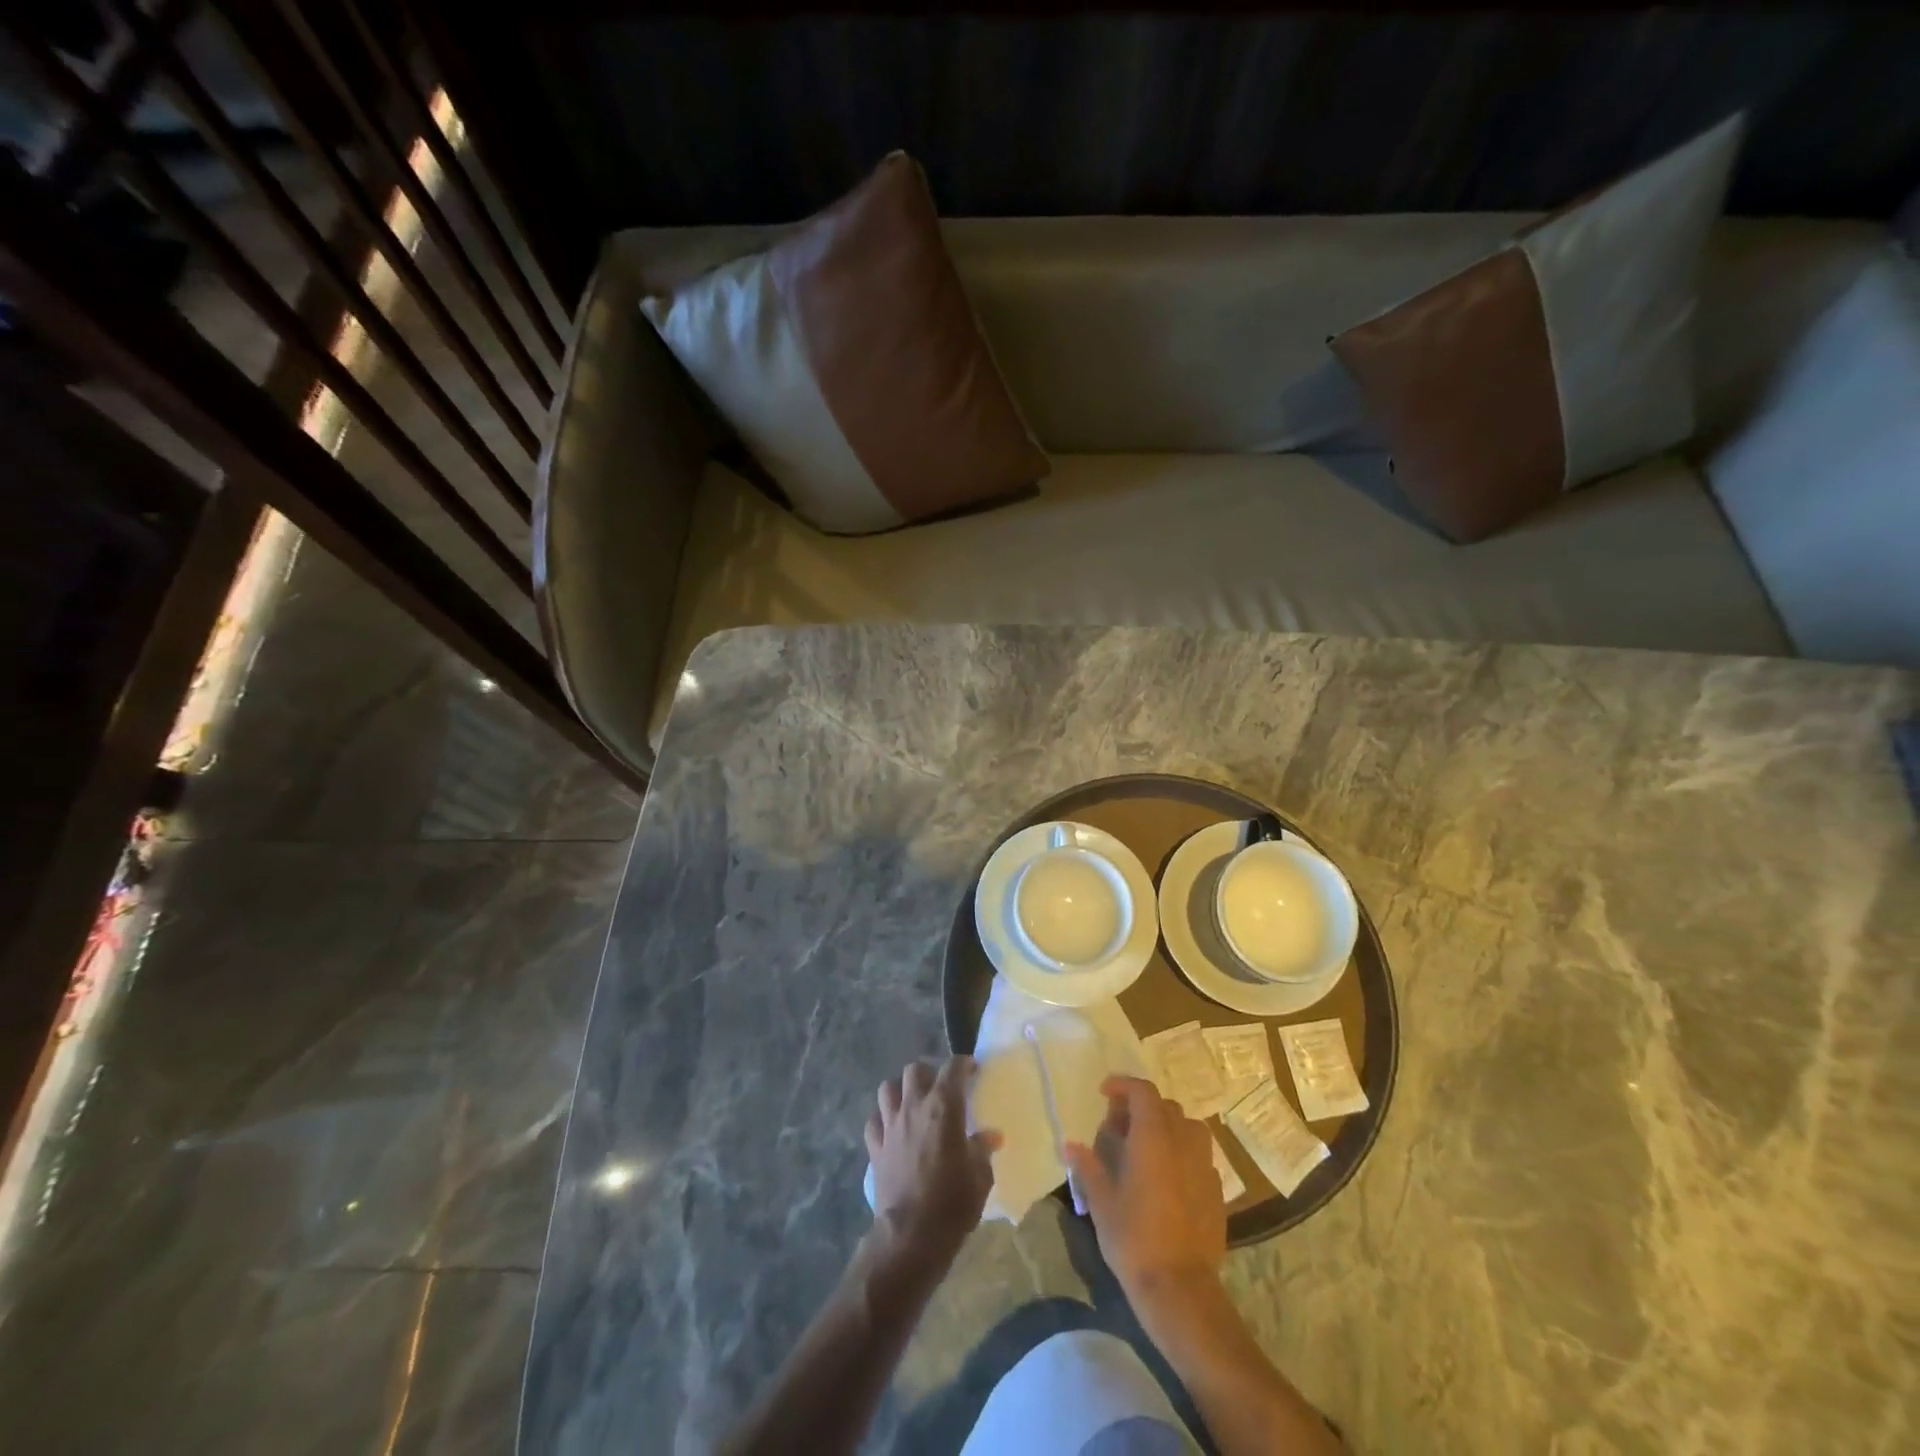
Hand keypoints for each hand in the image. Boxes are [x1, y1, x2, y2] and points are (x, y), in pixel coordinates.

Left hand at [865, 1057, 1000, 1262]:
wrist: (910, 1236)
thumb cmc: (952, 1204)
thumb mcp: (980, 1177)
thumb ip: (983, 1150)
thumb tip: (991, 1136)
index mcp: (944, 1108)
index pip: (953, 1068)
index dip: (963, 1064)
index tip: (972, 1070)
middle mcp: (914, 1107)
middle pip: (915, 1070)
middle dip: (929, 1073)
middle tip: (940, 1088)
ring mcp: (890, 1126)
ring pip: (888, 1088)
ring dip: (901, 1090)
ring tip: (913, 1102)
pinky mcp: (875, 1147)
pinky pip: (874, 1120)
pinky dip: (882, 1119)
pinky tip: (892, 1129)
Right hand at [1065, 1075, 1225, 1303]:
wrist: (1180, 1289)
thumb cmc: (1134, 1238)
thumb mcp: (1101, 1202)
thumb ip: (1087, 1167)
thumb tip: (1070, 1145)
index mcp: (1153, 1137)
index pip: (1143, 1091)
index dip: (1123, 1085)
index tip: (1104, 1094)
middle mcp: (1183, 1142)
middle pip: (1165, 1106)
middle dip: (1141, 1107)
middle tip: (1119, 1127)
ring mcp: (1204, 1166)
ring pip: (1188, 1127)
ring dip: (1166, 1127)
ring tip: (1146, 1147)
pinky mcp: (1217, 1190)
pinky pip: (1199, 1155)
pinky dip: (1182, 1152)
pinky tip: (1167, 1177)